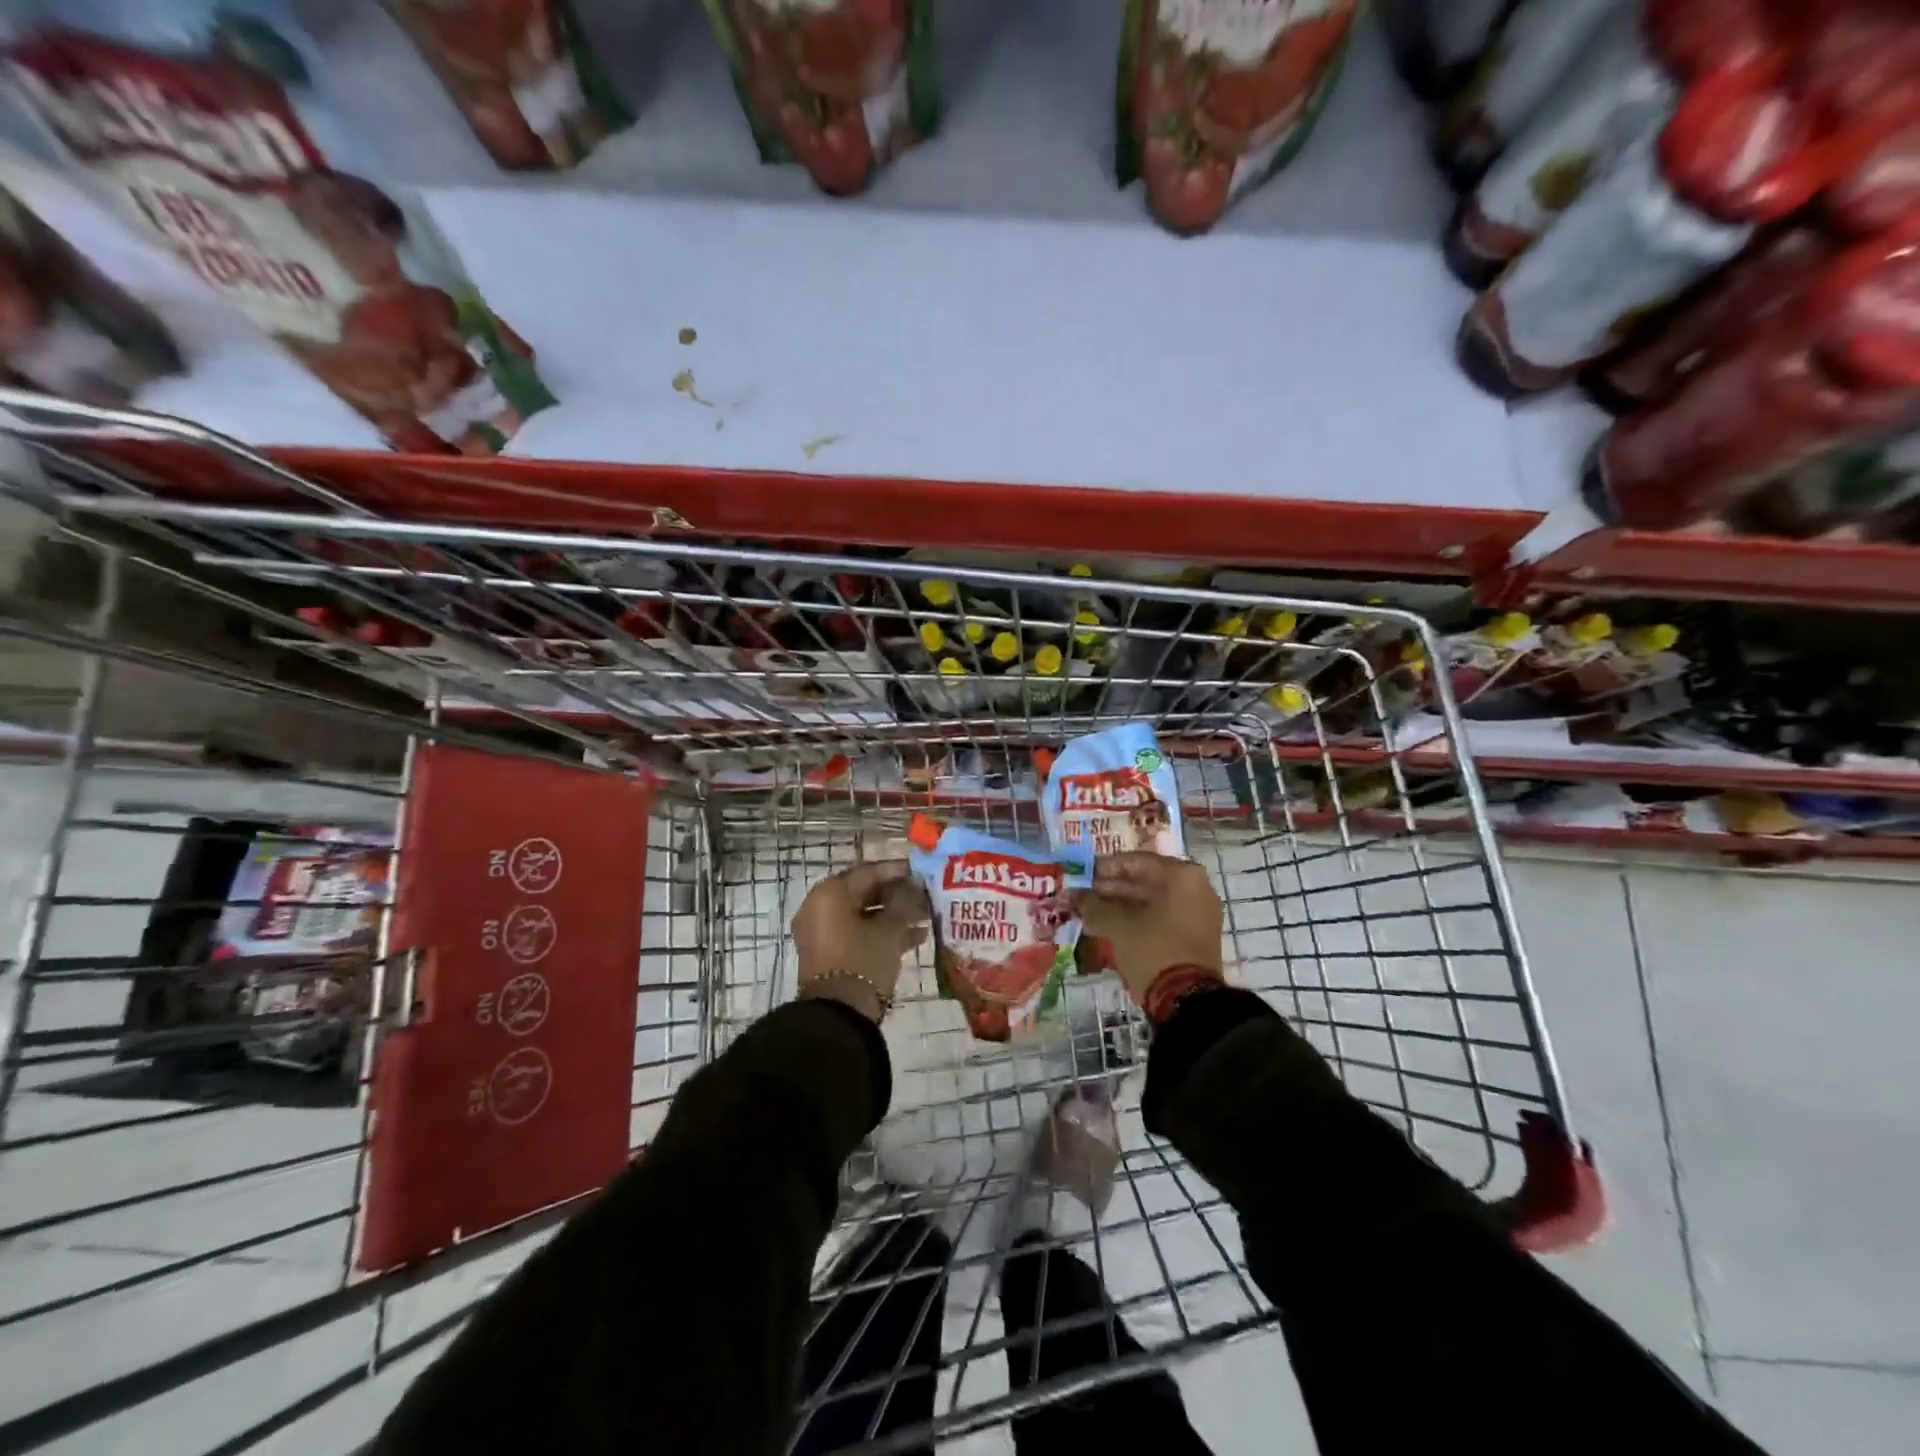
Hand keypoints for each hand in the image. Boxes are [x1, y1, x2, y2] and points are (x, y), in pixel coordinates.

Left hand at [792, 860, 928, 1021]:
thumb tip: (914, 887)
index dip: (897, 871)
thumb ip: (904, 903)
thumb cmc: (863, 960)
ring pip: (862, 915)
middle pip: (863, 893)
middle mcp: (819, 908)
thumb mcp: (889, 930)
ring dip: (893, 915)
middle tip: (925, 894)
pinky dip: (881, 933)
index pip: (867, 872)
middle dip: (896, 895)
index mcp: (828, 894)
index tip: (921, 872)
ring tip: (926, 916)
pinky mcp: (829, 956)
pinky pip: (857, 934)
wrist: (839, 1016)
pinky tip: (916, 937)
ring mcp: (822, 934)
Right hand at [1072, 853, 1223, 1005]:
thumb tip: (1073, 896)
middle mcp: (1194, 888)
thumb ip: (1093, 905)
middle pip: (1144, 880)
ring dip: (1119, 906)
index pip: (1136, 861)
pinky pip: (1160, 918)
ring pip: (1150, 902)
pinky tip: (1107, 928)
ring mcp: (1197, 913)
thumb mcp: (1117, 925)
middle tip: (1081, 896)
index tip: (1081, 874)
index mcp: (1181, 876)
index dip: (1104, 867)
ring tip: (1088, 914)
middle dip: (1110, 889)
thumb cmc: (1153, 949)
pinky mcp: (1194, 936)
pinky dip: (1135, 920)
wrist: (1187, 1000)